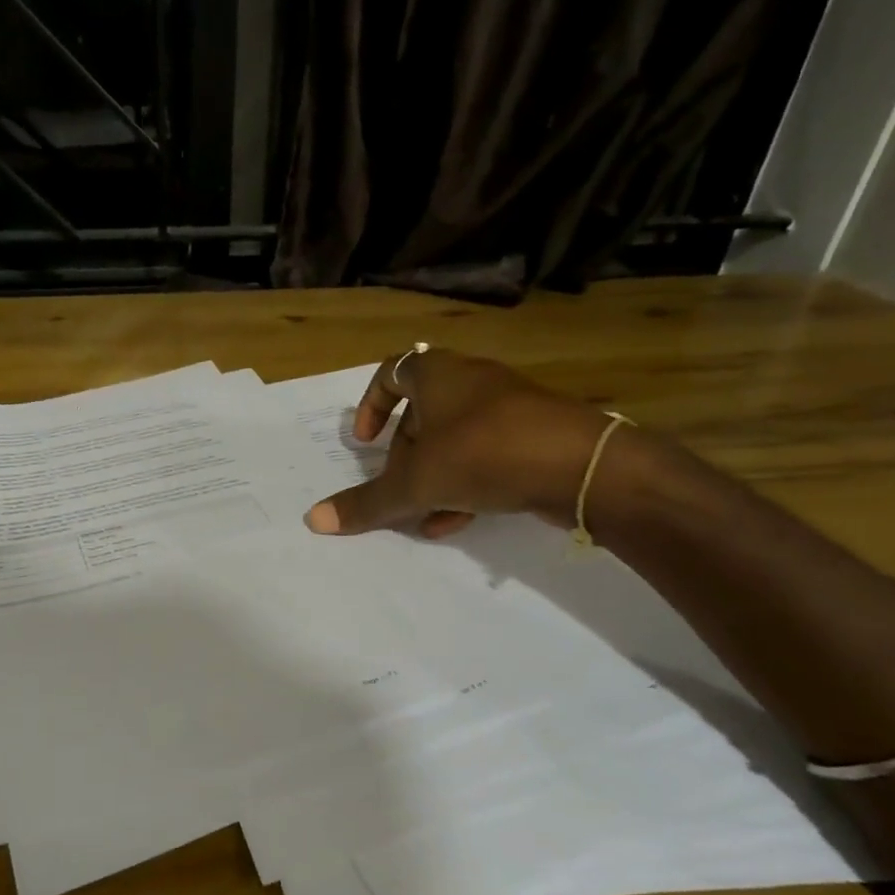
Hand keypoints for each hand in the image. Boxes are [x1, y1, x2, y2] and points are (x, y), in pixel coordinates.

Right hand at [302, 348, 626, 537]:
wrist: (582, 465)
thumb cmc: (484, 454)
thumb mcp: (416, 483)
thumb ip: (366, 502)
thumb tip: (312, 520)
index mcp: (438, 375)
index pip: (392, 372)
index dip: (372, 405)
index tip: (365, 442)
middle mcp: (471, 382)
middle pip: (422, 414)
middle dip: (403, 456)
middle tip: (397, 488)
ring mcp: (507, 408)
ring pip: (454, 440)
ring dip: (432, 477)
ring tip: (422, 515)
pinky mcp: (533, 436)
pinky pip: (486, 456)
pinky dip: (465, 485)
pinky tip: (455, 523)